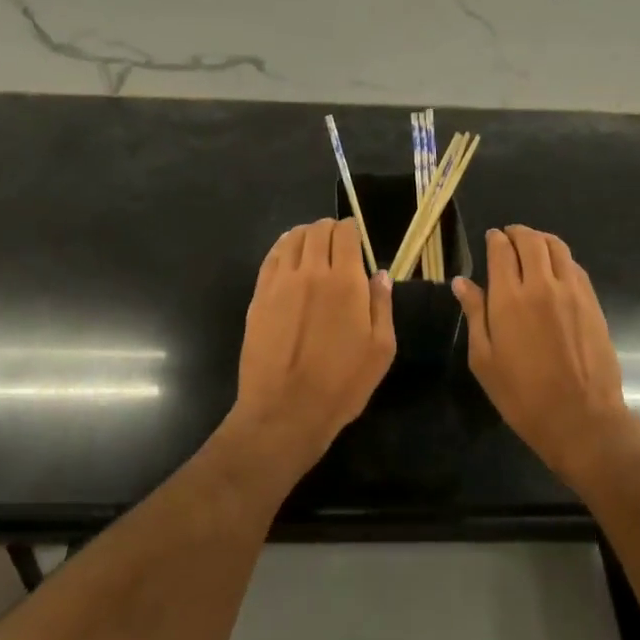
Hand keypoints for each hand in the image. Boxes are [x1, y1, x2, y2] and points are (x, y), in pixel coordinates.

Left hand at [233, 219, 395, 476]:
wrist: (285, 410)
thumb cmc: (342, 384)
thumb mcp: (381, 349)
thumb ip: (381, 305)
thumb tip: (380, 274)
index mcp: (345, 281)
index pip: (345, 233)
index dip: (352, 230)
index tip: (356, 240)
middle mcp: (311, 272)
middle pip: (317, 230)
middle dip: (330, 229)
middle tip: (337, 243)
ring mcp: (280, 282)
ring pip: (292, 238)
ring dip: (306, 235)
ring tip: (313, 246)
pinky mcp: (259, 296)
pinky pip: (271, 257)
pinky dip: (283, 248)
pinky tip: (289, 256)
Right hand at [453, 227, 639, 485]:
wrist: (581, 419)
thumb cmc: (522, 395)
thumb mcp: (484, 360)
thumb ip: (474, 315)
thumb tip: (461, 282)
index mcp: (509, 298)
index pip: (501, 250)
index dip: (495, 239)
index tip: (491, 239)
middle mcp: (541, 285)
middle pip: (531, 240)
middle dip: (517, 233)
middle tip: (509, 238)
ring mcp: (571, 292)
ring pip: (557, 247)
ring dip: (541, 240)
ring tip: (532, 247)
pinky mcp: (592, 302)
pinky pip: (575, 266)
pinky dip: (561, 258)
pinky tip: (555, 269)